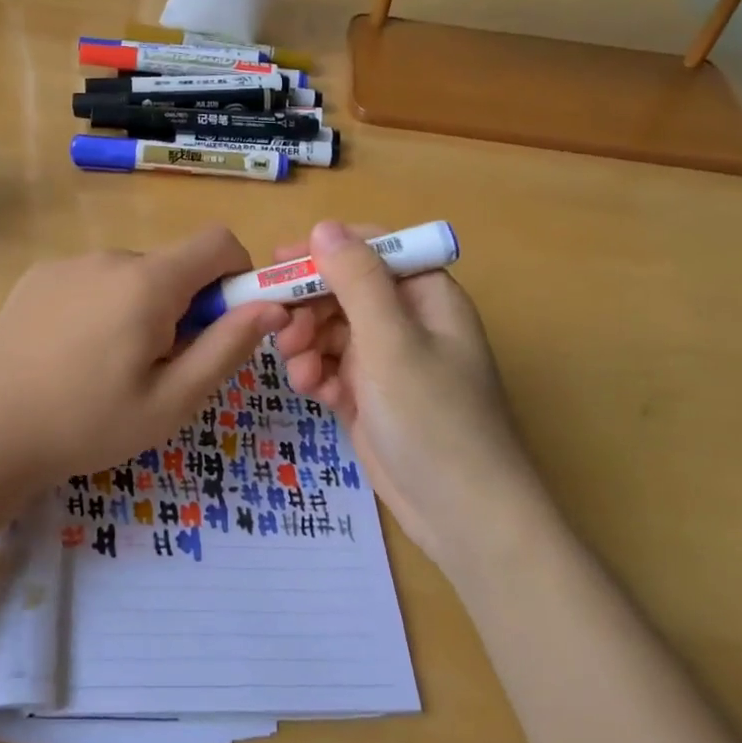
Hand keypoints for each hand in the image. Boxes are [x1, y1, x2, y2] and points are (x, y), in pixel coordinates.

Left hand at [0, 227, 287, 485]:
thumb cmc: (90, 422)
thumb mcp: (173, 400)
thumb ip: (228, 347)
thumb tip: (274, 306)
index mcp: (149, 282)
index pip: (218, 242)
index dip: (237, 274)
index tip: (225, 321)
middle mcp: (111, 257)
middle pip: (173, 265)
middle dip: (184, 305)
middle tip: (160, 365)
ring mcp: (69, 263)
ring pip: (131, 275)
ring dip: (140, 308)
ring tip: (110, 366)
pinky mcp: (39, 276)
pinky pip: (92, 280)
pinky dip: (102, 306)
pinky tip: (73, 353)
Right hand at [272, 221, 538, 570]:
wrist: (462, 515)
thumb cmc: (434, 418)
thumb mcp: (392, 342)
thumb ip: (357, 281)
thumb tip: (324, 227)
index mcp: (426, 295)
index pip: (373, 249)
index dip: (327, 249)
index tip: (281, 261)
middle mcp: (408, 320)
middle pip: (345, 290)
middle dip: (309, 305)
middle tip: (278, 325)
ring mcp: (388, 361)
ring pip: (332, 329)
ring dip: (308, 342)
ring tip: (297, 367)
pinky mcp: (370, 396)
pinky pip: (332, 367)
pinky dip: (317, 374)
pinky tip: (311, 390)